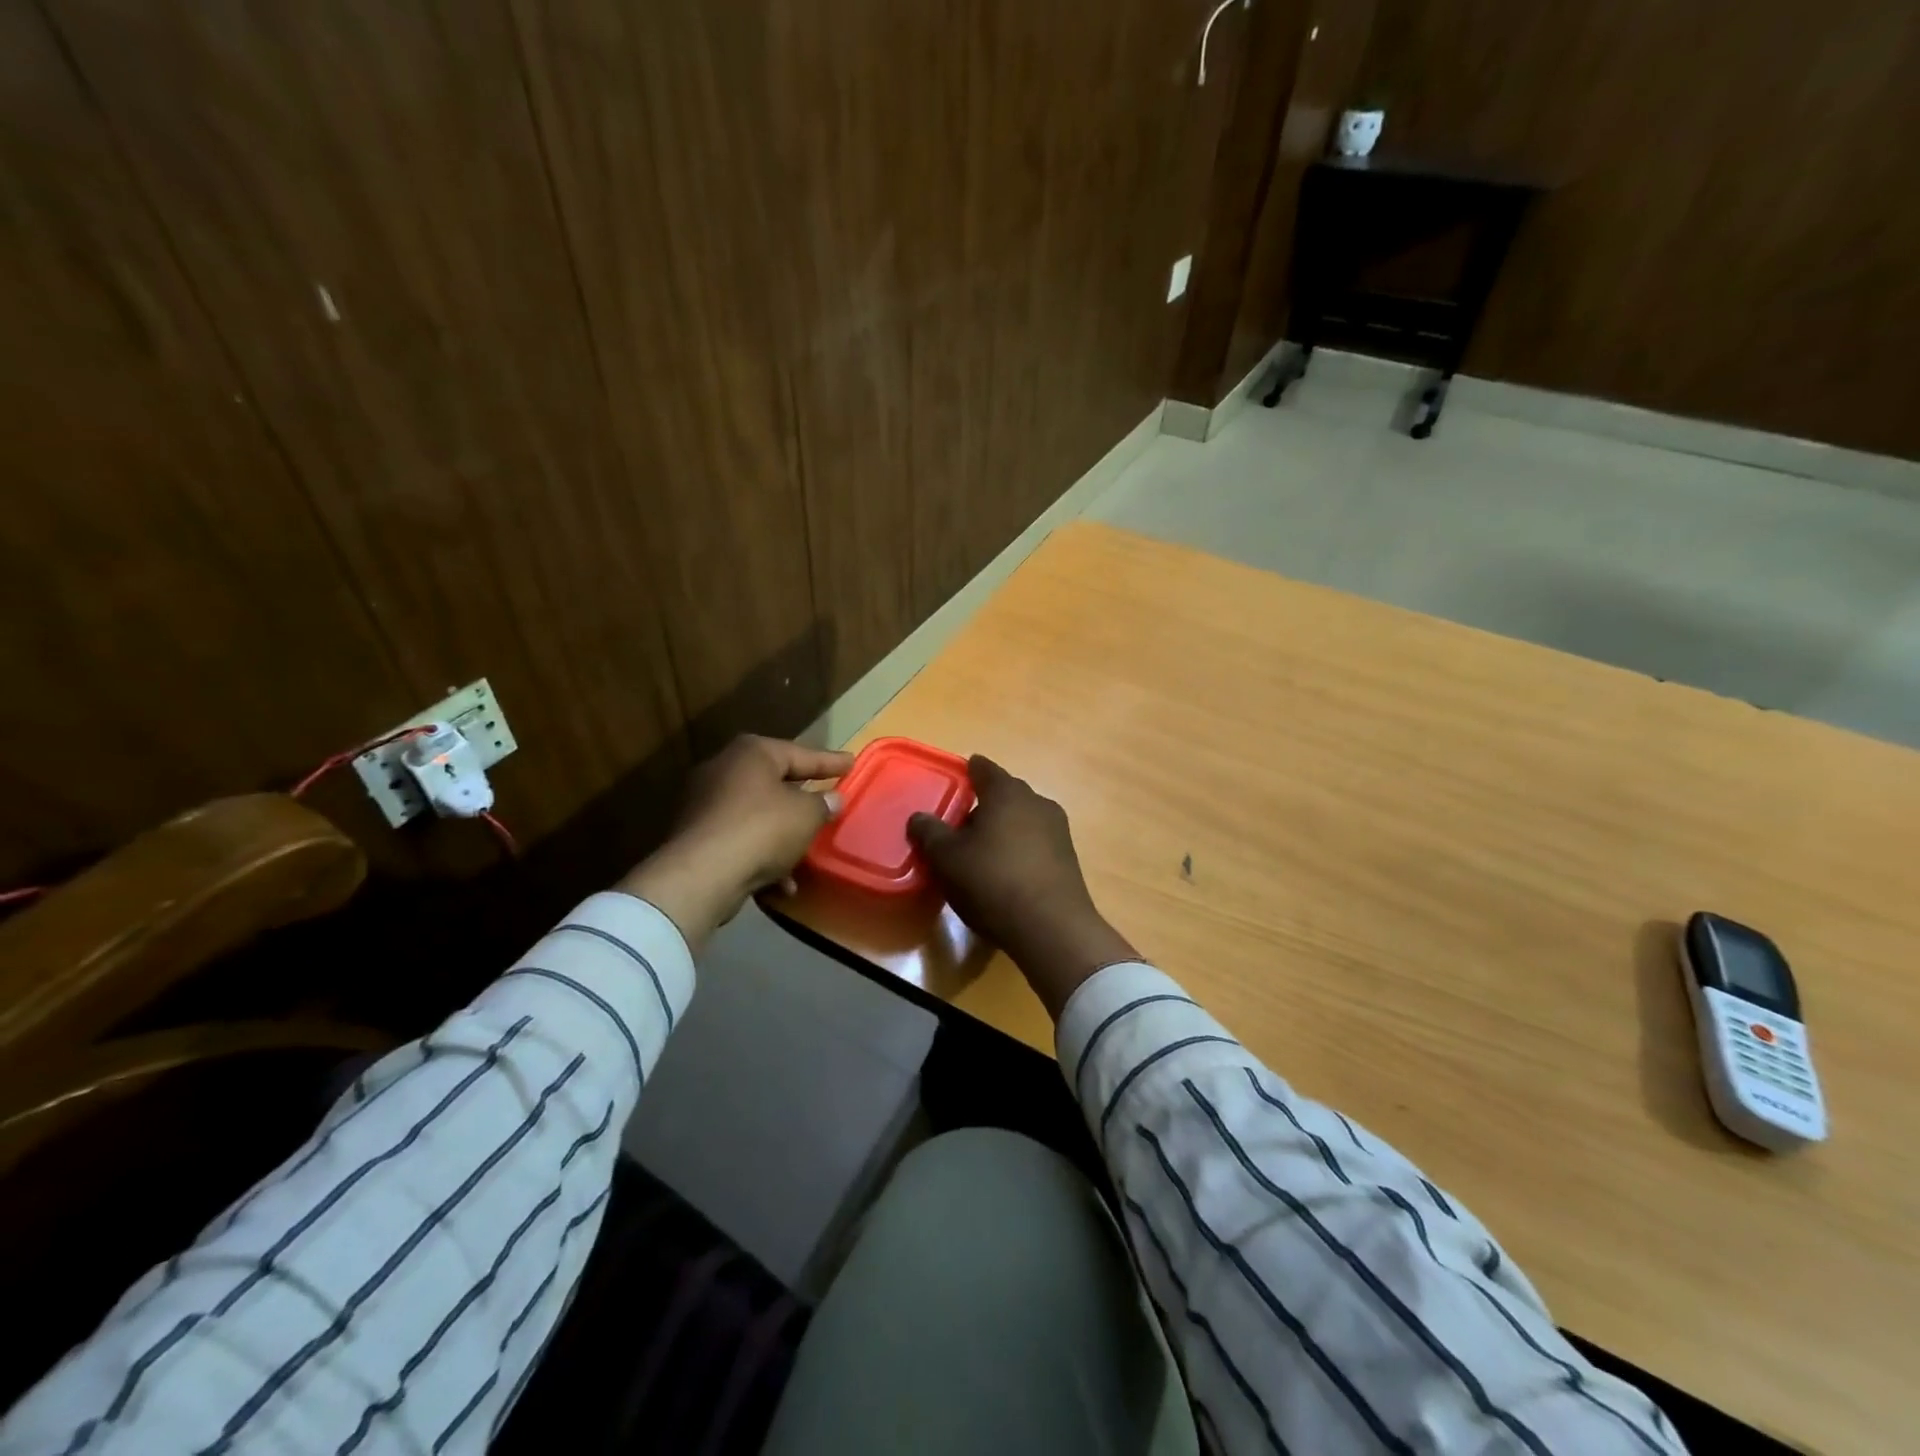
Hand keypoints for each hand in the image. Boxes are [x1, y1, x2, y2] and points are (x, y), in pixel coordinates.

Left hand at [618, 735, 853, 945]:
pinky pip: (740, 840)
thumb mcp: (807, 815)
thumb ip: (823, 804)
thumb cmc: (762, 829)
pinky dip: (762, 856)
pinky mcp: (696, 838)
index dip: (829, 762)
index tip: (852, 763)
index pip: (801, 754)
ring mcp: (705, 804)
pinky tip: (782, 883)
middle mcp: (724, 770)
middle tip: (827, 800)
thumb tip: (832, 799)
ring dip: (783, 834)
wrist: (702, 875)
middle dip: (801, 797)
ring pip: (757, 815)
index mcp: (751, 753)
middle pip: (774, 782)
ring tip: (808, 852)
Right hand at [908, 756, 1136, 1018]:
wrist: (1051, 927)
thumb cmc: (992, 881)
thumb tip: (918, 817)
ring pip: (1022, 819)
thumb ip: (929, 833)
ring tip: (981, 852)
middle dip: (984, 805)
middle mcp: (1036, 802)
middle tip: (960, 825)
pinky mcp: (1068, 858)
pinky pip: (1036, 843)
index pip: (984, 769)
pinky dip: (1019, 850)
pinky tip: (1006, 873)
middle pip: (1005, 794)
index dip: (968, 772)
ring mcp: (1058, 830)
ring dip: (1003, 829)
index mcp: (1006, 792)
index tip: (957, 778)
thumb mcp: (947, 858)